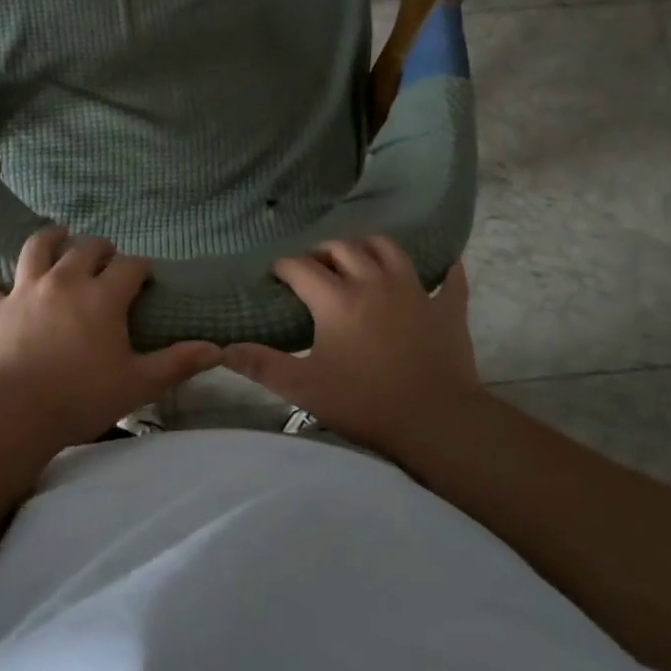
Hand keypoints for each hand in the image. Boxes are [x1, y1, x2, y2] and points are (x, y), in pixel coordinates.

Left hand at [0, 227, 220, 448]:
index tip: (143, 278)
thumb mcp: (138, 383)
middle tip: (106, 261)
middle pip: (86, 247)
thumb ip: (177, 363)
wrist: (15, 414)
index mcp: (103, 295)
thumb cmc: (82, 397)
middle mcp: (66, 280)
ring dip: (50, 238)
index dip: (139, 268)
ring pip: (38, 248)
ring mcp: (27, 290)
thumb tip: (216, 349)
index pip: (129, 265)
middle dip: (101, 249)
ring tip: (58, 236)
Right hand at [223, 237, 479, 458]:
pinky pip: (448, 278)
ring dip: (368, 247)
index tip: (274, 277)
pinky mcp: (446, 307)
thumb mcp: (304, 388)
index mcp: (336, 298)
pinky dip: (442, 269)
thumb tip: (222, 349)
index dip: (283, 267)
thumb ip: (261, 366)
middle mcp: (373, 281)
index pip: (300, 267)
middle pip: (342, 248)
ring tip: (358, 260)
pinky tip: (441, 266)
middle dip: (322, 252)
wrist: (437, 422)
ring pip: (388, 248)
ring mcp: (413, 290)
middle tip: (312, 269)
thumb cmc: (365, 404)